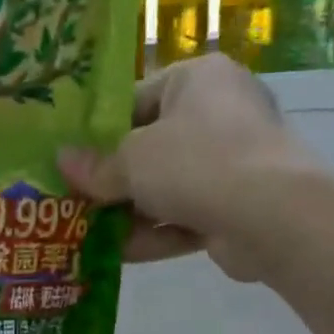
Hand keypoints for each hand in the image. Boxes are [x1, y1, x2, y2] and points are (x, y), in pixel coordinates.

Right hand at [59, 54, 314, 281]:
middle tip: (74, 199)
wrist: (271, 216)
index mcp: (197, 79)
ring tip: (87, 233)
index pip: (136, 99)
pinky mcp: (238, 203)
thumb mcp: (132, 160)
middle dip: (114, 179)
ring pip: (168, 186)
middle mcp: (219, 111)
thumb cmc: (195, 163)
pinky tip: (120, 254)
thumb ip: (96, 166)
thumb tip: (62, 161)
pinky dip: (157, 232)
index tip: (71, 159)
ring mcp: (233, 160)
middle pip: (151, 147)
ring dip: (130, 212)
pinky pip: (187, 214)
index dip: (99, 132)